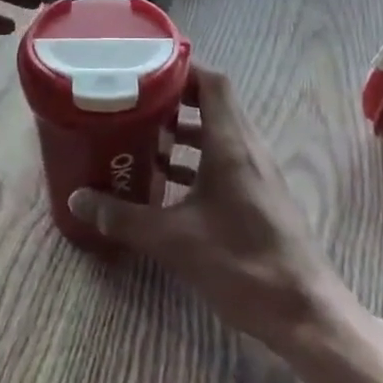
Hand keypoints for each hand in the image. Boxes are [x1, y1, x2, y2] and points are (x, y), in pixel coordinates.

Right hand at [69, 67, 342, 348]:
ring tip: (144, 136)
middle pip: (213, 102)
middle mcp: (247, 147)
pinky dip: (197, 158)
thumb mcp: (174, 240)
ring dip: (185, 129)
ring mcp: (257, 172)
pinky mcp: (259, 195)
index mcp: (231, 144)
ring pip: (219, 132)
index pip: (212, 82)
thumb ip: (124, 218)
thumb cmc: (241, 264)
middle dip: (174, 98)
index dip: (181, 68)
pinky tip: (167, 181)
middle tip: (135, 101)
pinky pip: (225, 158)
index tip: (145, 69)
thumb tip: (77, 199)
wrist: (304, 313)